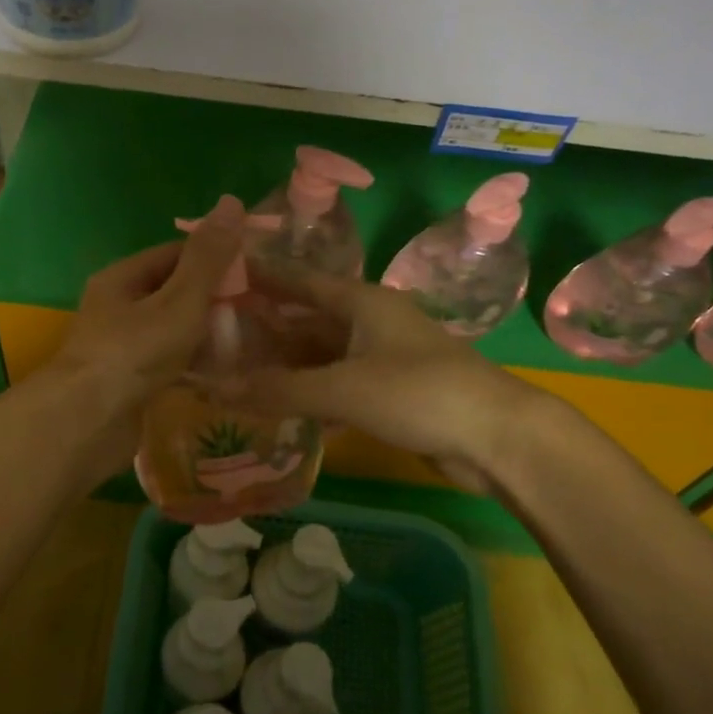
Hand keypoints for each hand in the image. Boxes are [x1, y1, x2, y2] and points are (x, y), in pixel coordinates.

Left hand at [40, 194, 246, 478]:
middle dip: (214, 302)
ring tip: (250, 344)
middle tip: (259, 313)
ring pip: (173, 333)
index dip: (215, 259)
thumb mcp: (179, 300)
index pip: (175, 255)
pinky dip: (193, 367)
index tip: (254, 273)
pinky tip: (224, 377)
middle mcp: (118, 309)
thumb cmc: (133, 352)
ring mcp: (121, 348)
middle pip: (174, 294)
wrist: (86, 424)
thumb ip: (208, 258)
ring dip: (206, 337)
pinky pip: (168, 365)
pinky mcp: (129, 383)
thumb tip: (232, 201)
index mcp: (122, 279)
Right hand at [237, 267, 556, 492]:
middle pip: (306, 319)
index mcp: (361, 301)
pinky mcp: (389, 392)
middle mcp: (369, 321)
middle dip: (264, 330)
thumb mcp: (344, 389)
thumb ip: (279, 389)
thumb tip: (215, 389)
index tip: (219, 276)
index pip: (298, 280)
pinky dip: (308, 393)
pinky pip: (336, 384)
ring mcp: (381, 357)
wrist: (498, 437)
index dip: (260, 277)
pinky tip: (277, 408)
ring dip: (284, 365)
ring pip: (320, 355)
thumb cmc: (420, 393)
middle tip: (214, 339)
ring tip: (235, 375)